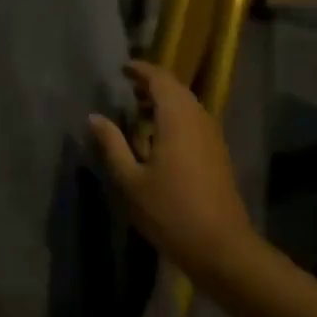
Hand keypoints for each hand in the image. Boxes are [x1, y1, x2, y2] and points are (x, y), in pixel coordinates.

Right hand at [89, 61, 255, 279]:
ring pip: (187, 105)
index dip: (141, 70)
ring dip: (164, 101)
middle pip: (176, 89)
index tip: (122, 69)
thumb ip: (112, 144)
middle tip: (127, 88)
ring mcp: (212, 136)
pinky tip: (159, 136)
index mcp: (177, 118)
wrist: (221, 247)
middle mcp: (198, 118)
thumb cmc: (170, 212)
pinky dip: (175, 117)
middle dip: (152, 84)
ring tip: (139, 110)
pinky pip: (194, 120)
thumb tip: (94, 117)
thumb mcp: (131, 180)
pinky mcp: (218, 153)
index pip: (160, 79)